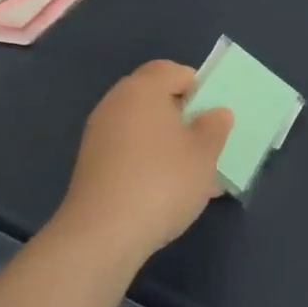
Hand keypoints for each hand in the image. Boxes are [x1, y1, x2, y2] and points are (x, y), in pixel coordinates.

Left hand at [50, 60, 232, 271]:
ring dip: (169, 142)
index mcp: (143, 89)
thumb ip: (215, 126)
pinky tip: (170, 190)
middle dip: (184, 115)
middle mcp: (116, 104)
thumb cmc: (162, 181)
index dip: (199, 86)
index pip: (173, 70)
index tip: (216, 113)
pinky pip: (130, 151)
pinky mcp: (92, 166)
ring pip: (144, 128)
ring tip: (195, 171)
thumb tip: (216, 113)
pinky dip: (150, 161)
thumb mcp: (205, 153)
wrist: (102, 236)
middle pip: (156, 98)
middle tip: (208, 139)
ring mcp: (99, 136)